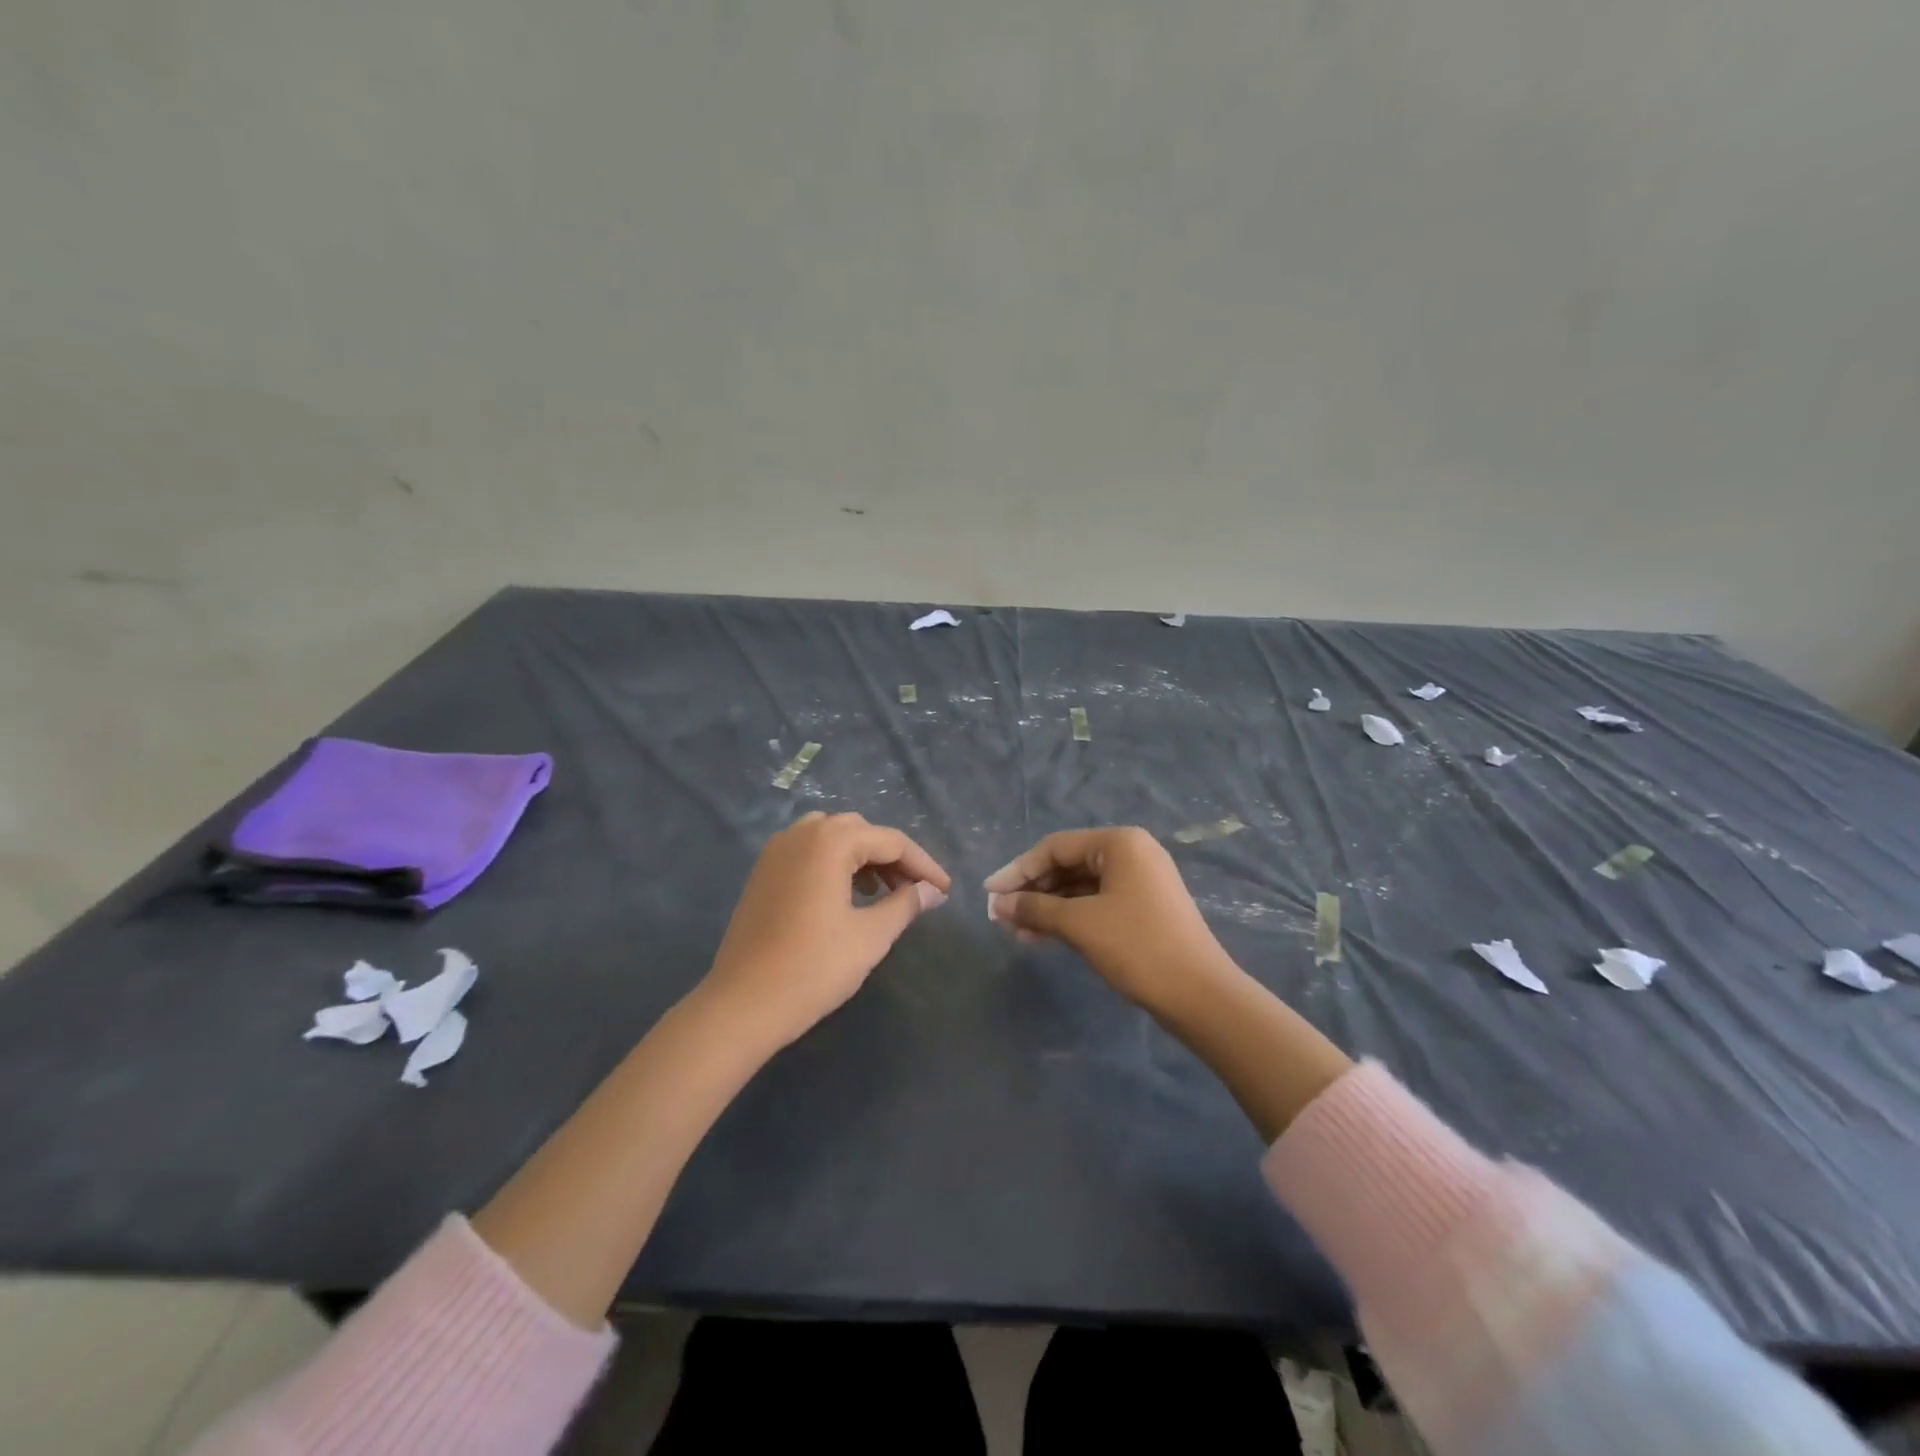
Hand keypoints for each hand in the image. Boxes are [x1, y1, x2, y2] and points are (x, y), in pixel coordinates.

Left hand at [704, 812, 950, 1047]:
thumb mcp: (870, 937)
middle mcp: (801, 834)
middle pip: (861, 831)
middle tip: (915, 891)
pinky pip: (808, 852)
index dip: (923, 865)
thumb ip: (905, 905)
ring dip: (862, 857)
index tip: (945, 891)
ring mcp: (776, 851)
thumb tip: (932, 891)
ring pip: (832, 838)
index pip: (891, 841)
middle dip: (892, 857)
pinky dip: (834, 864)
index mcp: (830, 841)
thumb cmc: (813, 968)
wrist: (742, 1005)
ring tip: (882, 892)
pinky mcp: (763, 872)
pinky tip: (845, 897)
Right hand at [984, 826, 1229, 1011]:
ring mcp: (1140, 881)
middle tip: (1001, 916)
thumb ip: (1035, 908)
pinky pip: (1096, 902)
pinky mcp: (1144, 907)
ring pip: (1080, 887)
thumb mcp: (1080, 924)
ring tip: (1017, 931)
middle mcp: (1131, 853)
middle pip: (1068, 864)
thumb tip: (999, 904)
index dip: (1018, 870)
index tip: (990, 893)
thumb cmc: (1137, 946)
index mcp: (1120, 843)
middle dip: (1032, 890)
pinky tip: (1042, 936)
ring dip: (1048, 907)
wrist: (1200, 994)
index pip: (1055, 847)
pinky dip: (1069, 917)